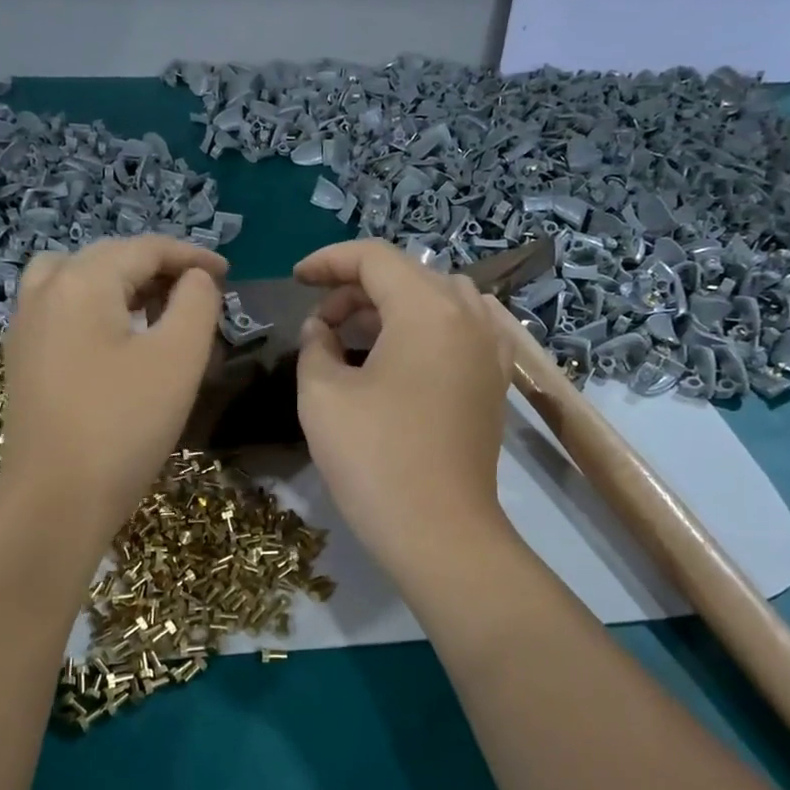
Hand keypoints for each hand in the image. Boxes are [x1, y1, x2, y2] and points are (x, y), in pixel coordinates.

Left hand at [0, 236, 227, 536]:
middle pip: (108, 257)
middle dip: (157, 268)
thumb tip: (194, 279)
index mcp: (81, 281)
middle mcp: (45, 291)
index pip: (144, 248)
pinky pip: (61, 307)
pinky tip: (117, 338)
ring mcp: (25, 325)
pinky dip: (95, 305)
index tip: (228, 273)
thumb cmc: (124, 425)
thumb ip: (196, 302)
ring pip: (77, 278)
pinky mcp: (22, 357)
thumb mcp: (177, 358)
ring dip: (121, 283)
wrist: (56, 498)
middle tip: (198, 292)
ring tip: (155, 308)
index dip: (190, 255)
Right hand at [294, 241, 515, 579]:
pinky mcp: (494, 380)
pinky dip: (422, 329)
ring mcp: (491, 348)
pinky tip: (397, 358)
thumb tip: (321, 328)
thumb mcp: (322, 394)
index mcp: (428, 308)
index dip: (328, 261)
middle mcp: (469, 315)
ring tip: (354, 339)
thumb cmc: (374, 457)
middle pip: (408, 275)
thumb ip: (315, 344)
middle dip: (357, 288)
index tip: (295, 280)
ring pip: (436, 299)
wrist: (439, 531)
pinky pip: (458, 329)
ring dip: (391, 307)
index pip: (374, 258)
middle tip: (319, 323)